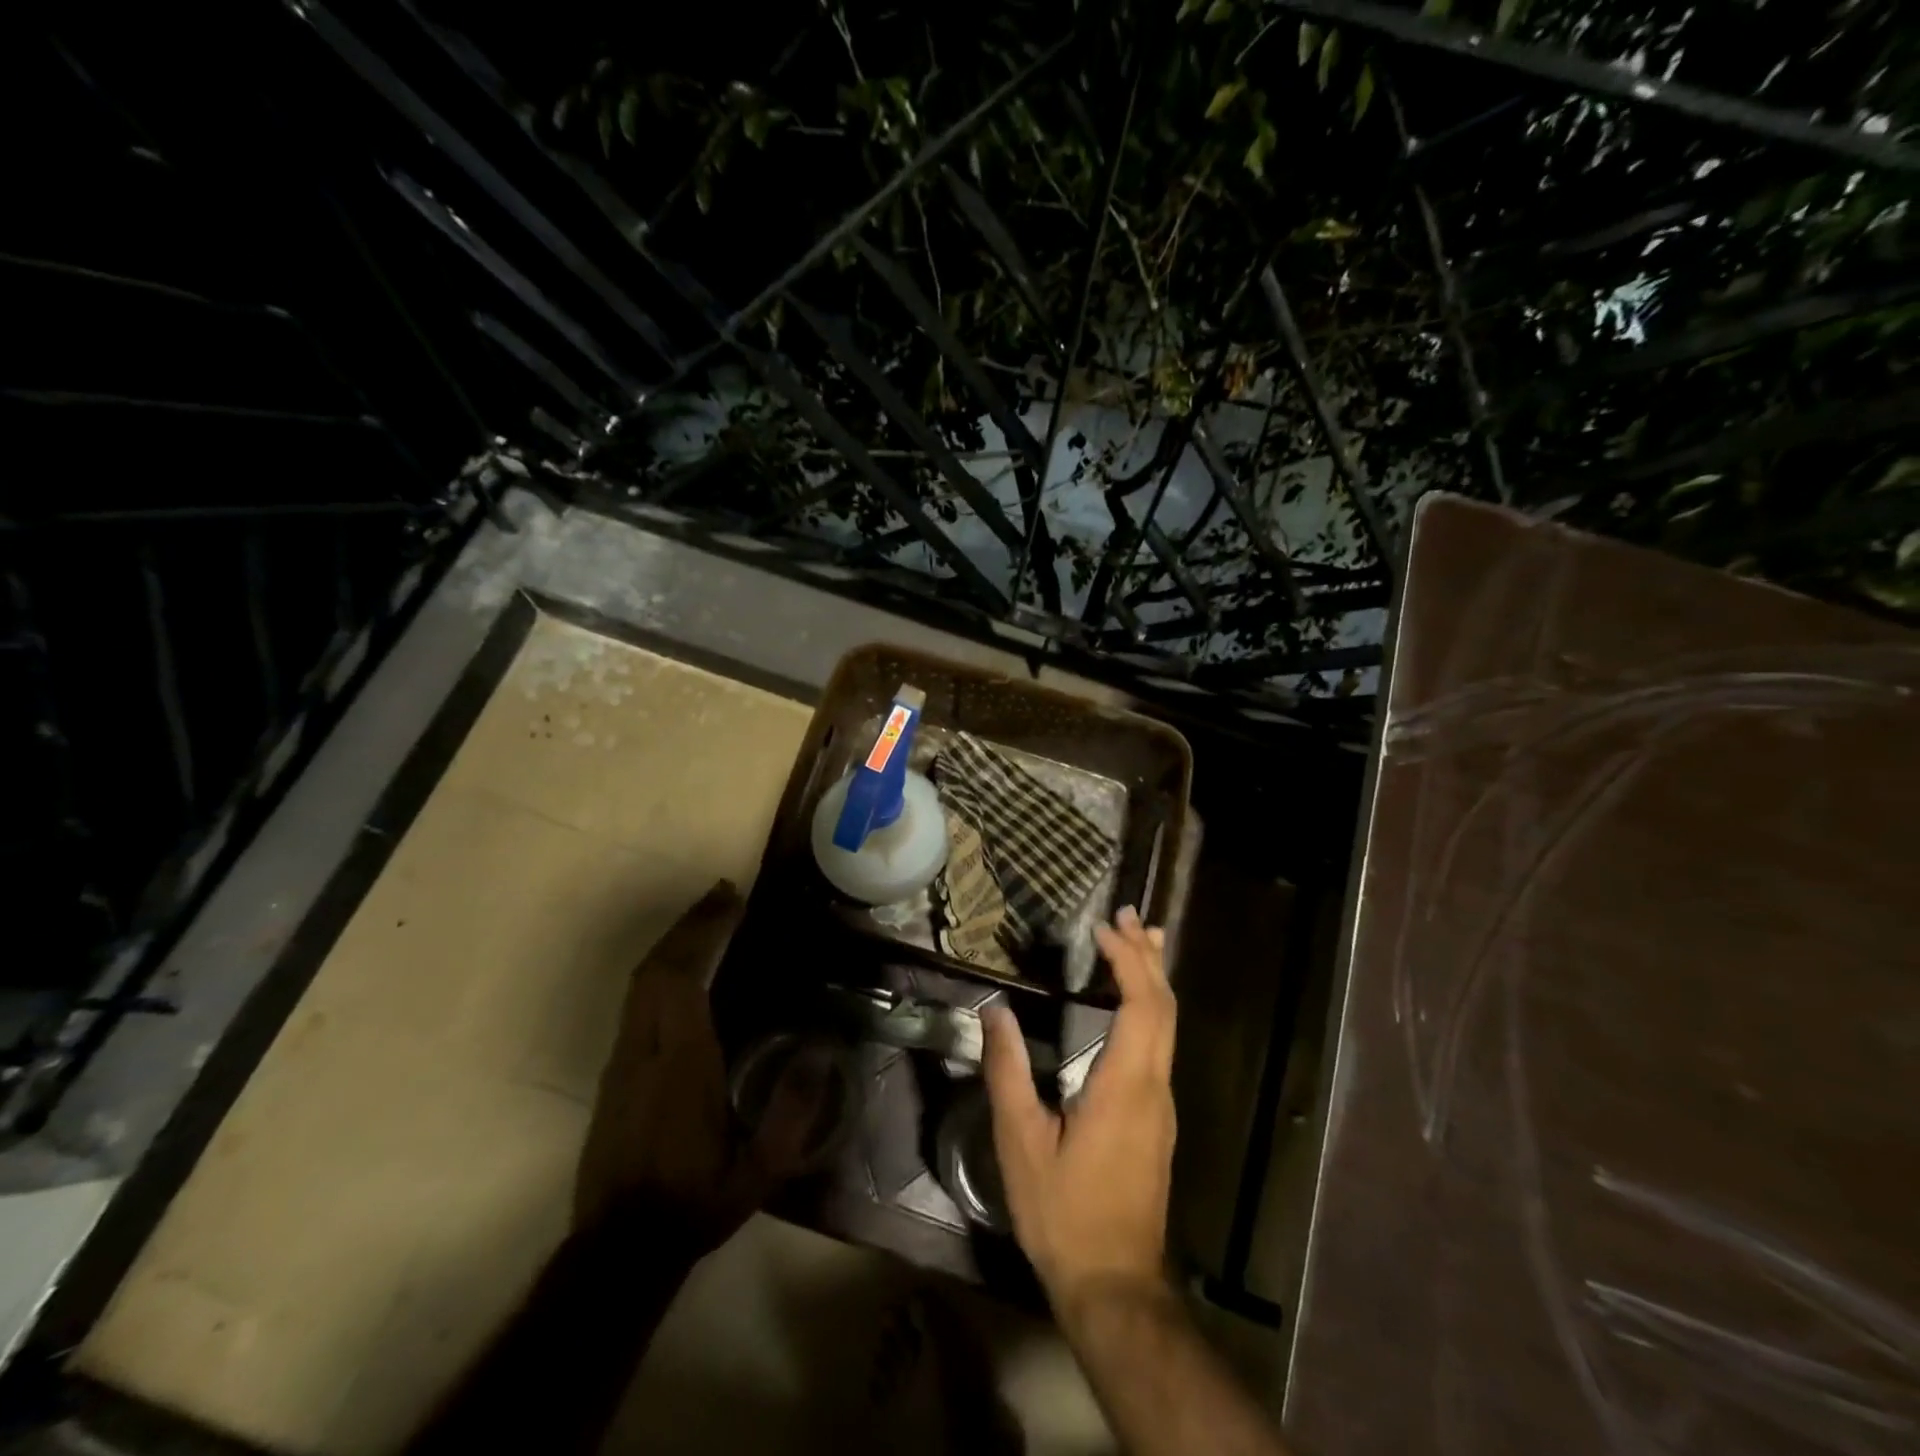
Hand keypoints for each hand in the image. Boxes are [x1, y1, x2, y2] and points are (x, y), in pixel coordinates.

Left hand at [574, 881, 817, 1257]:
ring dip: (672, 941)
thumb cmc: (695, 1202)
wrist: (617, 1248)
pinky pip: (635, 1000)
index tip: (731, 902)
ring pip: (639, 981)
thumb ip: (791, 1114)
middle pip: (656, 968)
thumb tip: (822, 1051)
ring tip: (707, 916)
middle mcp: (644, 1051)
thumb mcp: (759, 1172)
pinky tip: (683, 964)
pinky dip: (660, 967)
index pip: (682, 980)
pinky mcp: (613, 1071)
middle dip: (688, 924)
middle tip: (723, 894)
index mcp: (680, 1066)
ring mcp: (622, 1059)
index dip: (703, 934)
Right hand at [981, 907, 1175, 1319]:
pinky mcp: (1158, 1118)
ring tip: (1139, 939)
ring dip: (1153, 977)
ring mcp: (1162, 1104)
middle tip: (1126, 914)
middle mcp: (1155, 1086)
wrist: (1116, 1285)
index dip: (1127, 960)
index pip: (1142, 1004)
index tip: (1103, 928)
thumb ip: (1008, 1073)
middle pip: (1164, 1006)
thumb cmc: (1064, 1213)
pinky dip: (1151, 1006)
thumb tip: (994, 1013)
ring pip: (1169, 1024)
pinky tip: (1134, 1001)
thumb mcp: (1022, 1143)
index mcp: (1126, 1085)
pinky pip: (1162, 1043)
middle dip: (1147, 955)